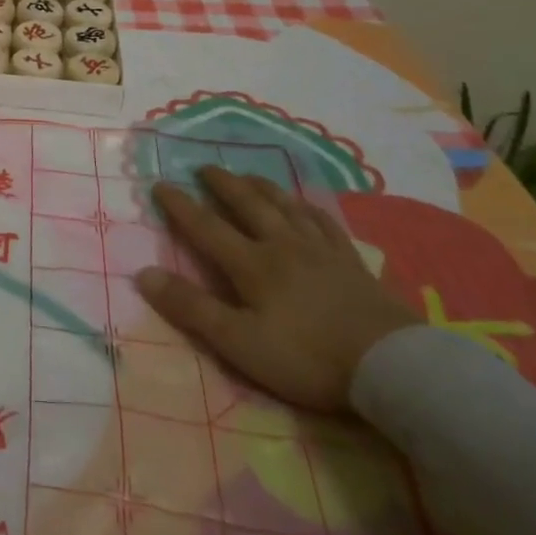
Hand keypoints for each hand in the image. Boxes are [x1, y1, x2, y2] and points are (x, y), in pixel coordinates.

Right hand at [136, 166, 416, 411]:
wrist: (392, 367)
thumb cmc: (308, 357)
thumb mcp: (239, 341)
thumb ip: (191, 308)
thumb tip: (143, 274)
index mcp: (252, 264)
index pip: (206, 227)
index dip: (180, 206)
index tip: (160, 184)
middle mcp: (282, 246)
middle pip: (248, 205)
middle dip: (223, 184)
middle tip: (205, 167)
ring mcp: (321, 251)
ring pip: (286, 207)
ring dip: (262, 188)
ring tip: (248, 175)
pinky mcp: (352, 263)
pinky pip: (325, 224)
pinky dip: (309, 208)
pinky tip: (306, 205)